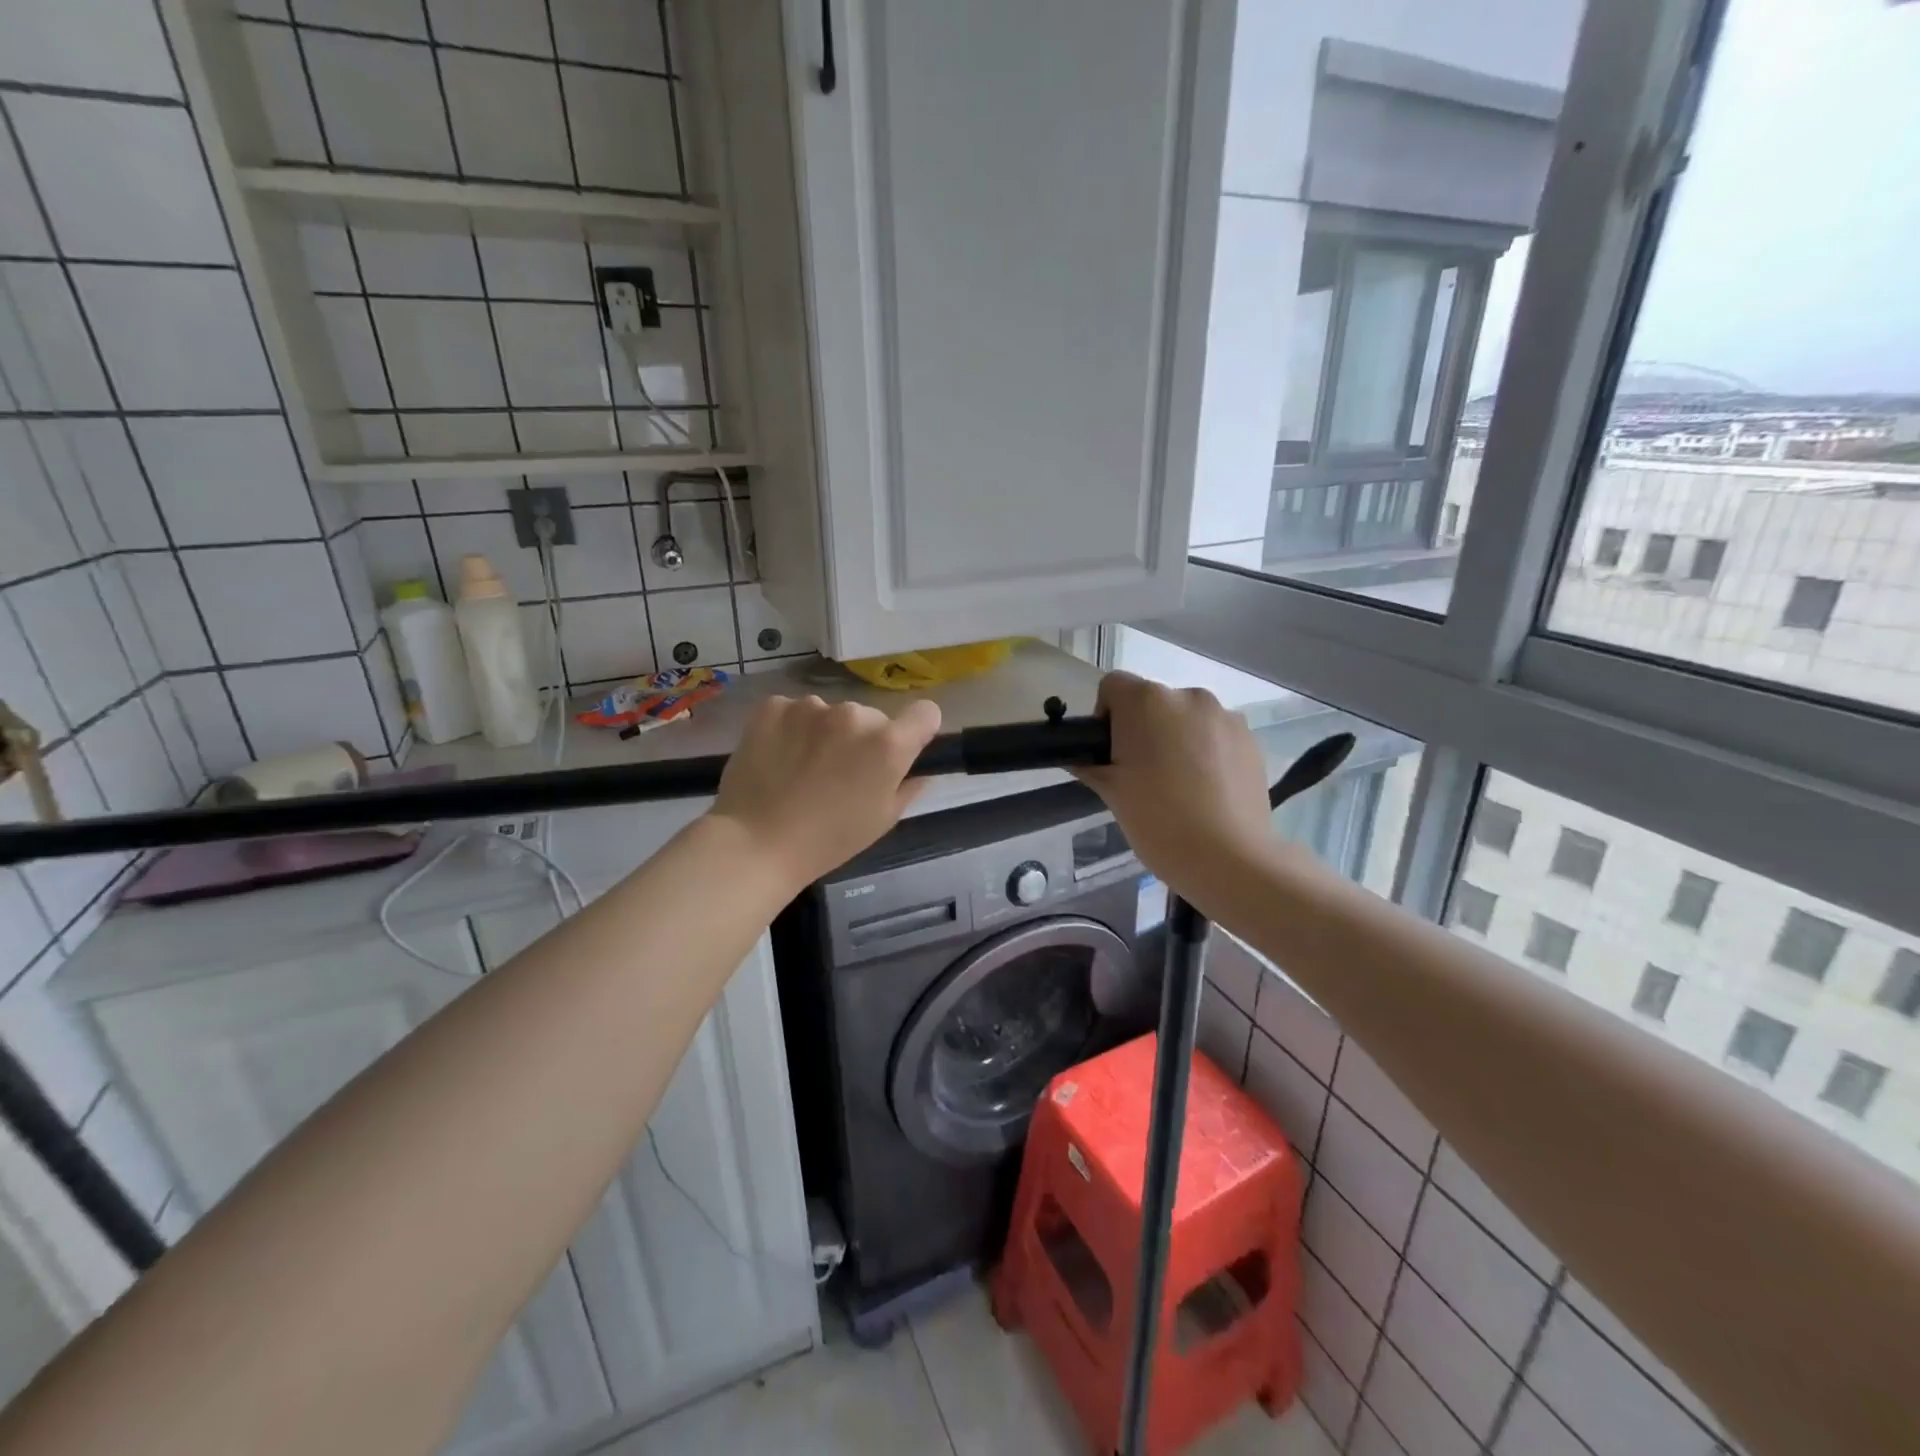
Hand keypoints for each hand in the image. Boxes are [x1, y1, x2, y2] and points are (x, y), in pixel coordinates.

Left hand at [709, 695, 943, 886]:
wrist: (755, 843)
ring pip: (830, 714)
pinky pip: (793, 711)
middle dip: (862, 739)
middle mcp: (854, 714)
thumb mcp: (882, 820)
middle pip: (871, 717)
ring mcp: (810, 706)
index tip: (901, 750)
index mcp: (888, 743)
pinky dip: (790, 729)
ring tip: (801, 769)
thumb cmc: (828, 840)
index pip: (925, 713)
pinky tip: (776, 757)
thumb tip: (920, 771)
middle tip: (840, 774)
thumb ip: (908, 787)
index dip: (917, 730)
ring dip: (824, 733)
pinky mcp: (773, 707)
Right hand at [1074, 672, 1276, 887]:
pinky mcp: (1250, 739)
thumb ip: (1090, 764)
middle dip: (1142, 729)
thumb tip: (1079, 757)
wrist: (1229, 858)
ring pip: (1185, 718)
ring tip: (1178, 786)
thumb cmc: (1158, 821)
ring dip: (1176, 739)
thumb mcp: (1110, 793)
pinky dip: (1205, 752)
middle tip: (1140, 776)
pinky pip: (1214, 735)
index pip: (1112, 687)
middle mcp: (1188, 696)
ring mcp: (1224, 716)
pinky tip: (1206, 791)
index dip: (1105, 717)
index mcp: (1147, 701)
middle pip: (1152, 702)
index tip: (1110, 754)